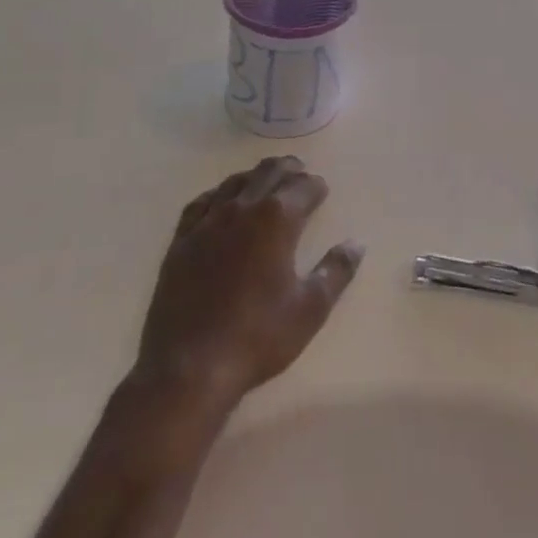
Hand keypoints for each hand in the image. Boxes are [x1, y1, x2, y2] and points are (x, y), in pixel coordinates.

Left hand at [134, 157, 362, 414]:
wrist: (188, 368)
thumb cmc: (257, 337)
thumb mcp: (310, 309)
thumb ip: (336, 271)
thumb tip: (356, 243)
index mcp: (277, 219)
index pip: (303, 187)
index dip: (316, 186)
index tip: (322, 190)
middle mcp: (243, 208)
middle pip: (269, 173)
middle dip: (288, 169)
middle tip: (299, 172)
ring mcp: (208, 221)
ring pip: (236, 182)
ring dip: (256, 176)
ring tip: (266, 181)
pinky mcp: (182, 240)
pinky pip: (202, 202)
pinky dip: (220, 193)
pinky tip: (222, 200)